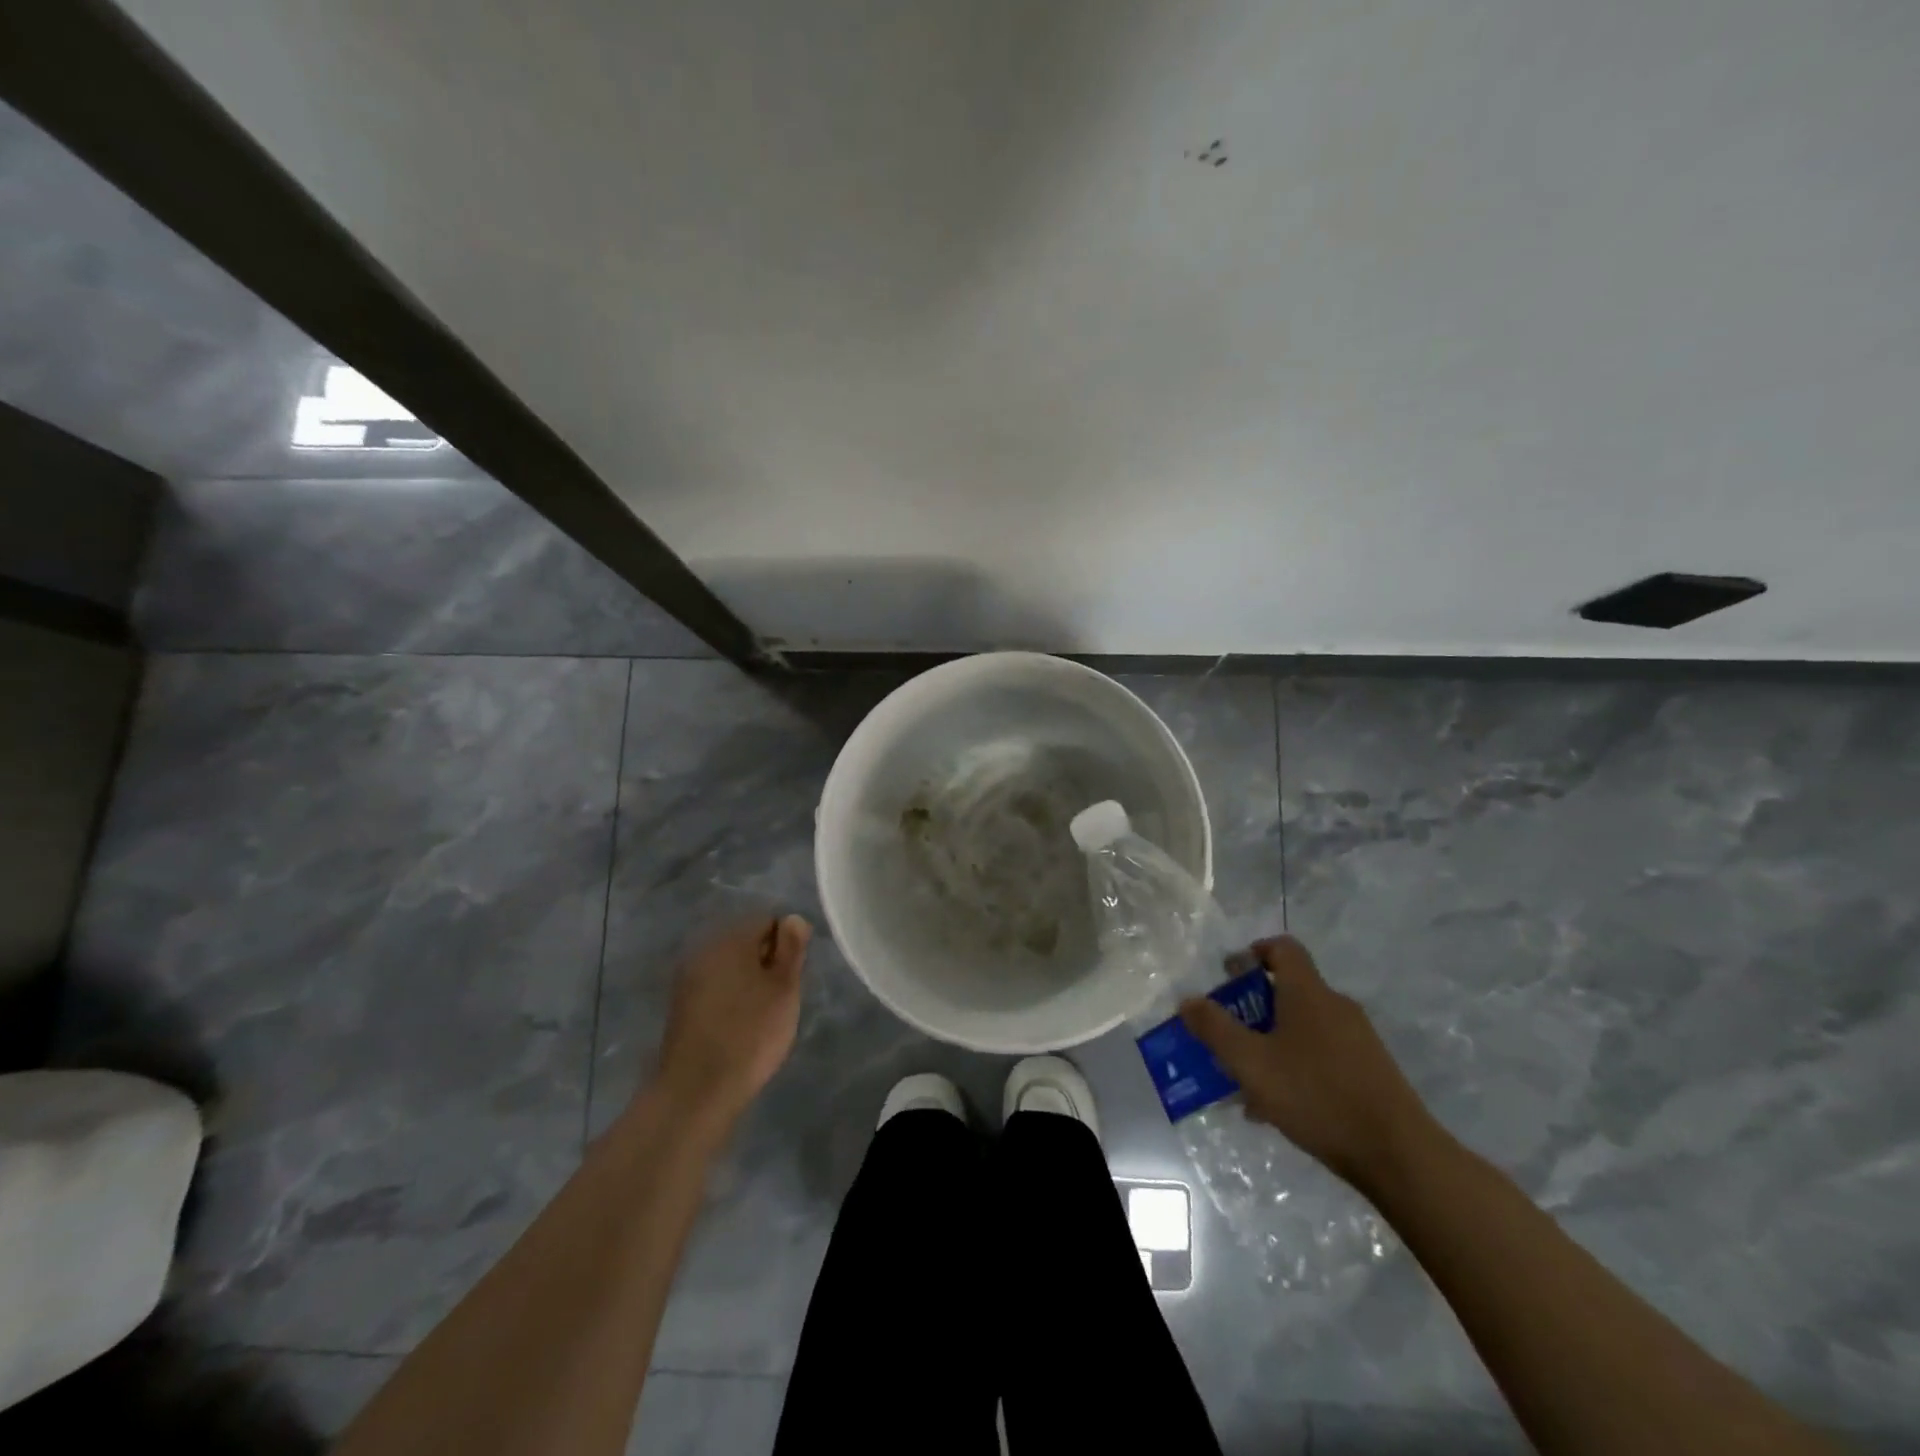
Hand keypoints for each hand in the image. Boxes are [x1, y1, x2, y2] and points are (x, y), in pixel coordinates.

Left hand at [654, 915, 810, 1125]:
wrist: (697, 1090)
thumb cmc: (750, 1033)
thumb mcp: (784, 988)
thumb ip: (791, 949)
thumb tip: (792, 919)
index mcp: (730, 939)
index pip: (767, 921)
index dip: (788, 945)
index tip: (794, 976)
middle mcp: (704, 950)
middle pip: (746, 942)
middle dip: (766, 962)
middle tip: (781, 997)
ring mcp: (688, 978)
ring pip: (731, 966)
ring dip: (749, 981)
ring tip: (763, 1014)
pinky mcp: (681, 1005)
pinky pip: (715, 988)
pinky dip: (731, 998)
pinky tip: (740, 1025)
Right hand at [1180, 935, 1433, 1190]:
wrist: (1399, 1154)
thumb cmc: (1317, 1095)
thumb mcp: (1251, 1063)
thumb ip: (1215, 1029)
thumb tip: (1188, 1000)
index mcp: (1307, 992)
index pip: (1282, 948)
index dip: (1253, 952)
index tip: (1229, 975)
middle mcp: (1335, 1005)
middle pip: (1288, 990)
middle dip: (1252, 1009)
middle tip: (1228, 1036)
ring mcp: (1357, 1039)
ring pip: (1302, 1027)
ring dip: (1271, 1042)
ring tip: (1247, 1080)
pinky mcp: (1370, 1070)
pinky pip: (1322, 1053)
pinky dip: (1295, 1065)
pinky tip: (1280, 1107)